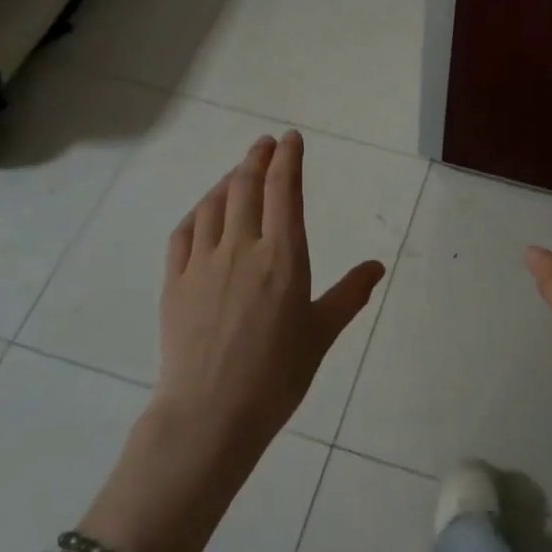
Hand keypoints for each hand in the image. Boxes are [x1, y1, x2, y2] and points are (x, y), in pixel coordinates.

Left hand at [154, 131, 384, 460]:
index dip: (287, 159)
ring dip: (227, 180)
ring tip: (237, 172)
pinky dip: (197, 211)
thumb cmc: (277, 376)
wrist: (211, 412)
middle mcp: (242, 248)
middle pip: (245, 187)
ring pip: (213, 204)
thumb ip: (349, 294)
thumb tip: (376, 266)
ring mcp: (203, 262)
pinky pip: (184, 232)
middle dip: (257, 158)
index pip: (283, 192)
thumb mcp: (321, 334)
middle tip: (264, 144)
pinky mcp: (175, 281)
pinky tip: (203, 210)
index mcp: (284, 258)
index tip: (290, 139)